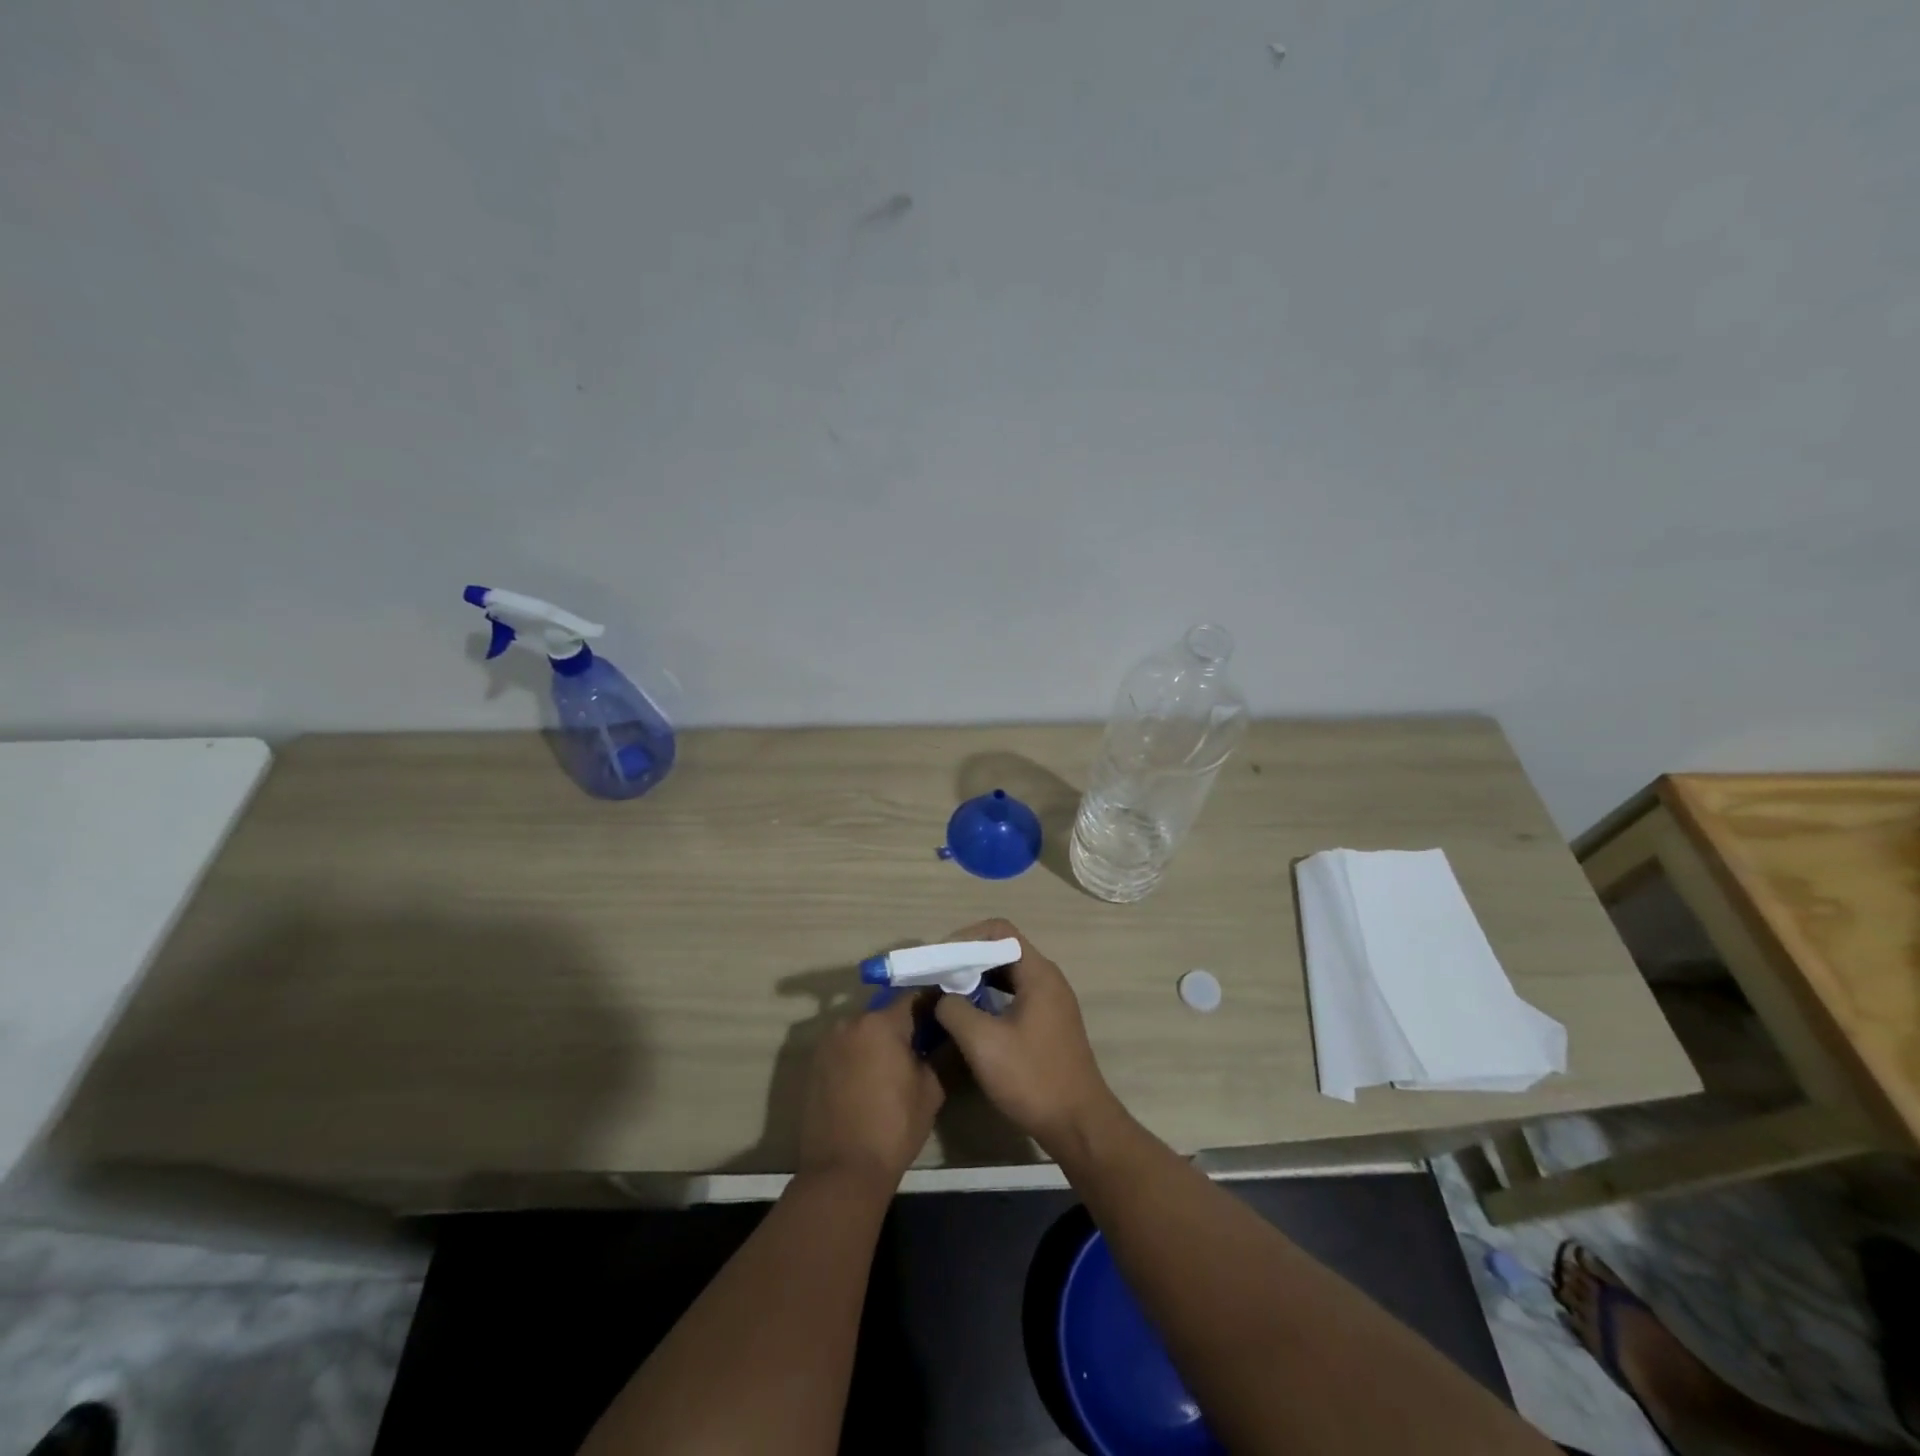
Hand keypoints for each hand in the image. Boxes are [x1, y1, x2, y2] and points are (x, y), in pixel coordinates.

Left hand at [797, 990, 944, 1191]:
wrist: (842, 1171)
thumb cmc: (894, 1127)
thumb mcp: (931, 1089)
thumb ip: (938, 1053)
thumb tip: (945, 1036)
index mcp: (881, 1023)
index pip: (914, 997)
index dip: (932, 1005)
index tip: (945, 1018)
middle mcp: (850, 1022)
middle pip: (885, 1013)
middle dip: (903, 1026)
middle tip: (921, 1047)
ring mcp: (827, 1043)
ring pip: (863, 1031)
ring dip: (878, 1041)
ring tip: (893, 1067)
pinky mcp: (814, 1064)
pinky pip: (845, 1049)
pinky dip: (859, 1056)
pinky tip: (869, 1080)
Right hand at [932, 919, 1122, 1155]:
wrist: (1078, 1125)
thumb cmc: (1032, 1078)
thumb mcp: (983, 1042)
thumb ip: (955, 1009)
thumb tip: (941, 996)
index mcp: (1038, 973)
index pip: (1000, 931)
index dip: (966, 937)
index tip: (941, 959)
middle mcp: (1048, 979)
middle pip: (1003, 949)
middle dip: (968, 958)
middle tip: (938, 975)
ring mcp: (1051, 1002)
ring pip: (1008, 974)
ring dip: (978, 978)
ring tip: (948, 994)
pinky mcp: (1048, 1023)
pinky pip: (1015, 995)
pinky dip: (990, 997)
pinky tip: (970, 1016)